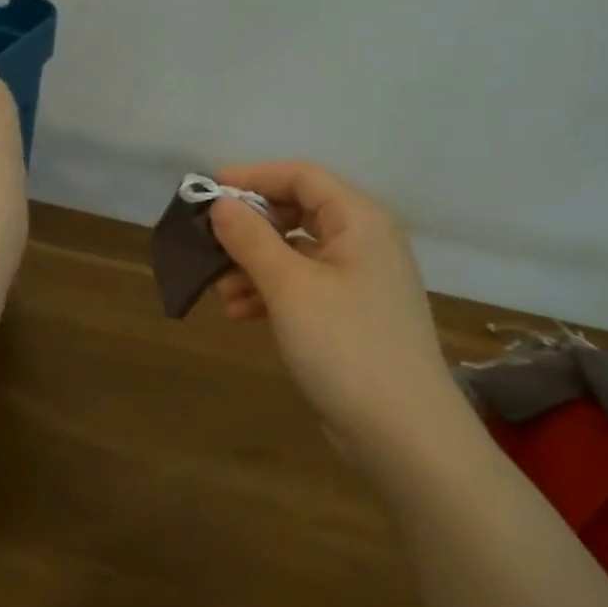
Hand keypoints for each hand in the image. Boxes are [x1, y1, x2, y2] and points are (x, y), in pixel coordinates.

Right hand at [208, 162, 457, 447]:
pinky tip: (241, 313)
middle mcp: (364, 242)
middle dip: (250, 227)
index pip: (302, 177)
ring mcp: (360, 282)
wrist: (400, 429)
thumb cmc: (345, 344)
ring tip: (220, 290)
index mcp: (360, 220)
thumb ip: (251, 239)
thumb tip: (221, 204)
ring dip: (255, 265)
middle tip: (209, 242)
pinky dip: (271, 294)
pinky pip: (304, 288)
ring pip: (297, 255)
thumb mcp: (289, 287)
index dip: (252, 177)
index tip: (207, 190)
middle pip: (299, 214)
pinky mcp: (351, 317)